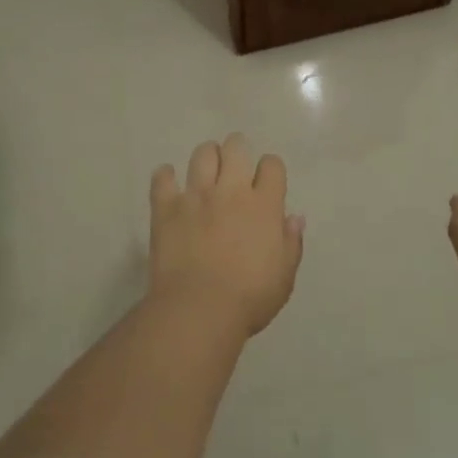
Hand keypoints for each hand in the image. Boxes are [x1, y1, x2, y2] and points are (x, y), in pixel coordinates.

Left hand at [149, 134, 303, 339]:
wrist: (199, 310)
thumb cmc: (249, 298)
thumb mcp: (284, 276)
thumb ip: (291, 243)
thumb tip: (294, 218)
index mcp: (264, 205)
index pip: (272, 165)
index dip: (270, 169)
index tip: (266, 182)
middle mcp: (231, 191)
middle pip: (236, 147)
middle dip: (237, 150)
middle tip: (234, 166)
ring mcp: (196, 196)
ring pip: (202, 154)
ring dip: (207, 157)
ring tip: (206, 171)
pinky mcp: (166, 208)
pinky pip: (162, 178)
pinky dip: (165, 176)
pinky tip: (169, 181)